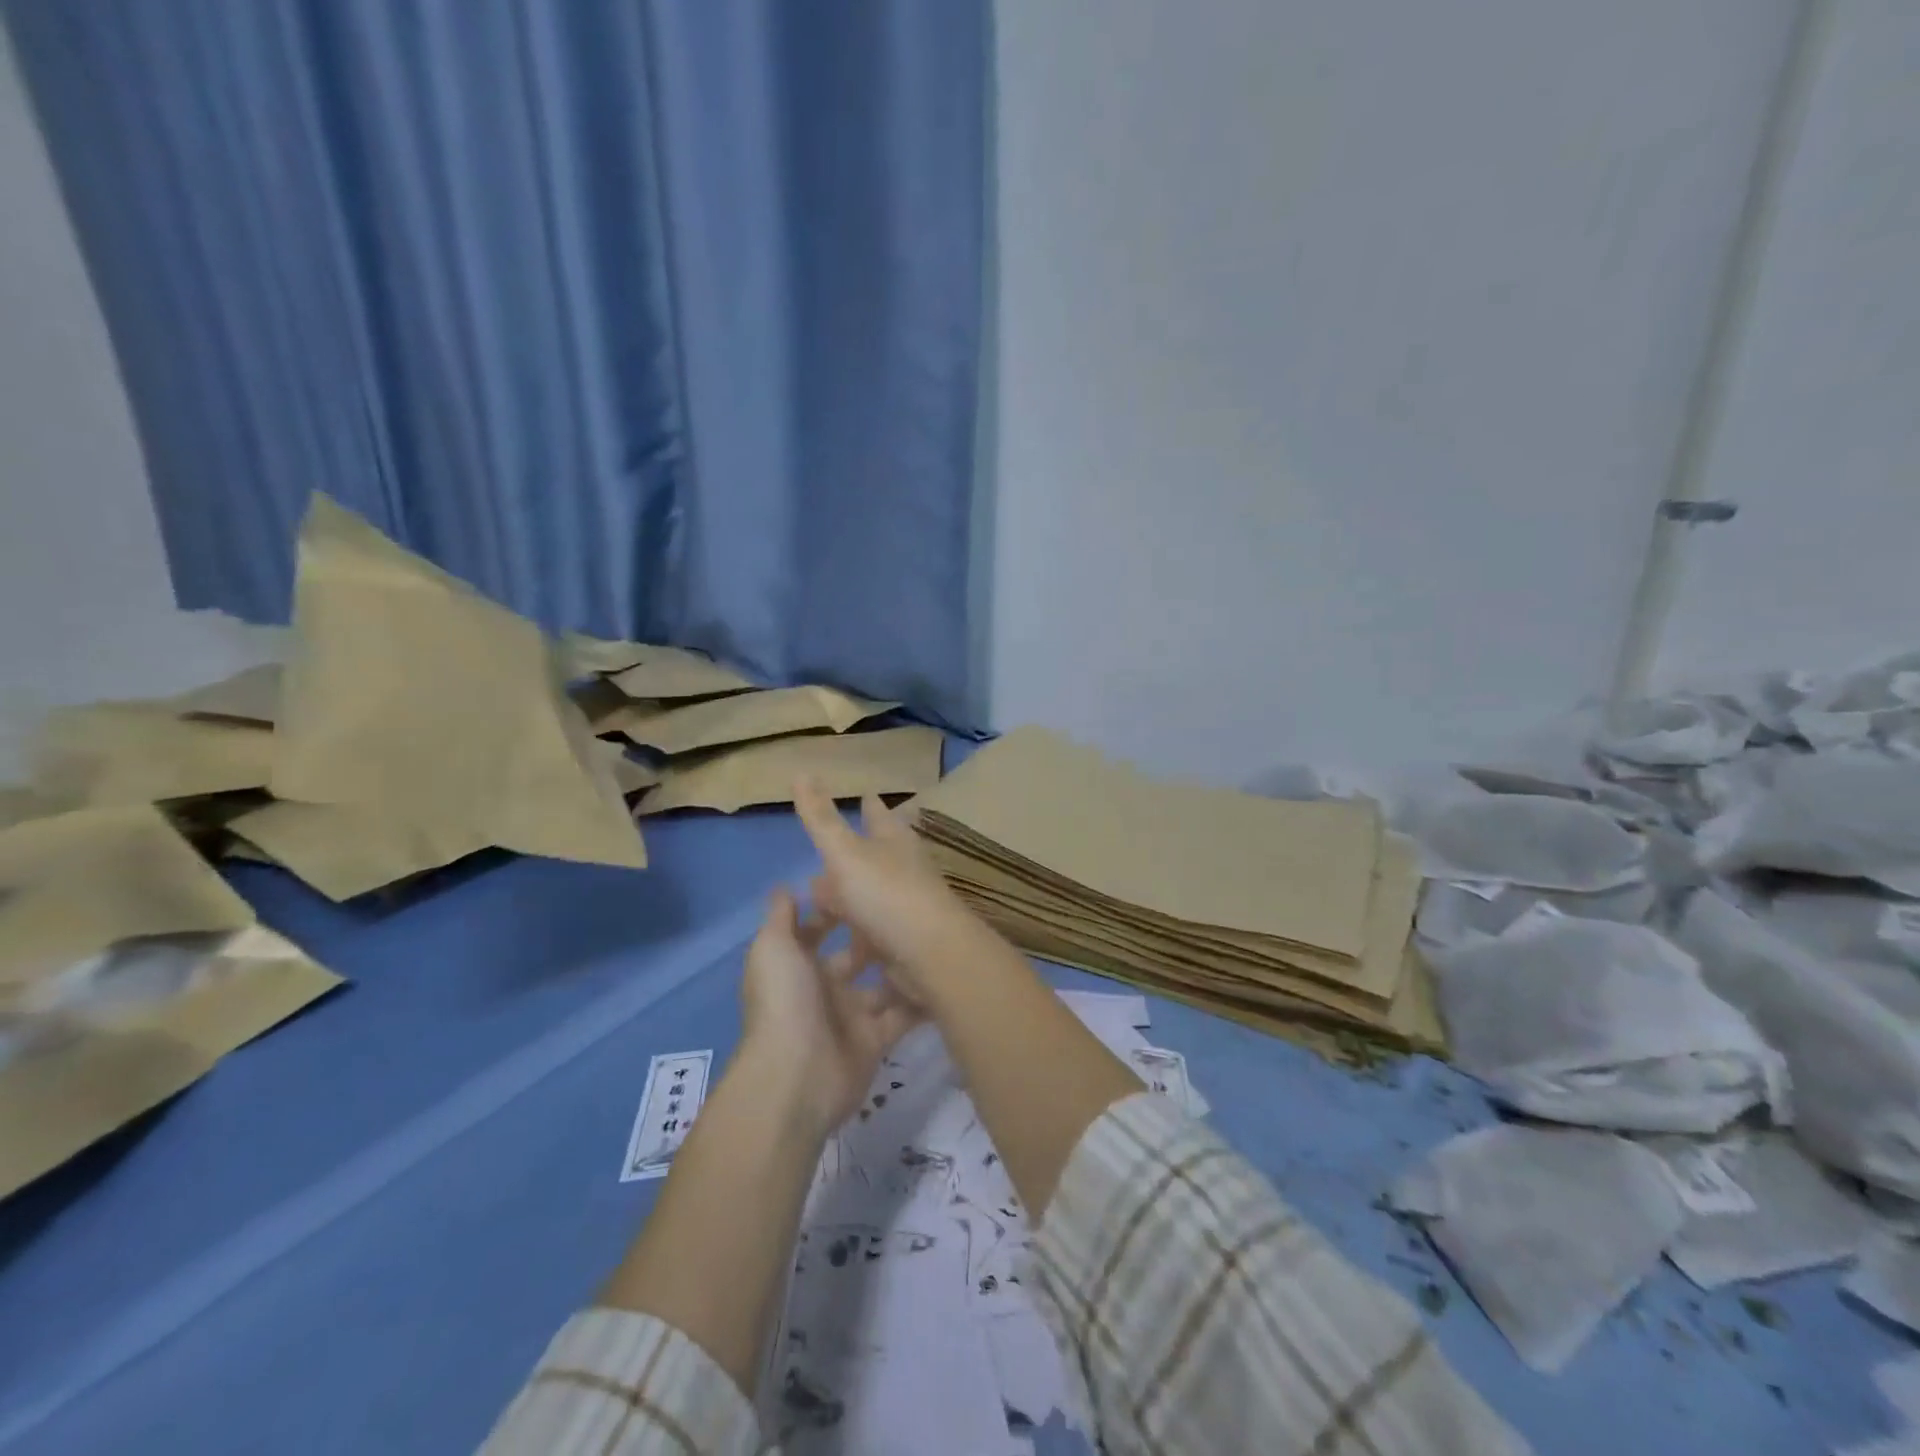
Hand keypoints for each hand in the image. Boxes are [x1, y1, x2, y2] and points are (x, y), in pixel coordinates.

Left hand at [738, 887, 920, 1134]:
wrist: (798, 1076)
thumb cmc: (785, 1001)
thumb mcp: (772, 948)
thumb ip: (781, 916)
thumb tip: (786, 885)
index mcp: (796, 966)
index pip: (816, 932)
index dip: (835, 911)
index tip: (866, 887)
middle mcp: (823, 988)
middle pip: (854, 958)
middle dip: (876, 938)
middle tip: (910, 912)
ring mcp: (850, 1016)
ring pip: (882, 986)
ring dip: (902, 967)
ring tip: (936, 939)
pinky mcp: (876, 1041)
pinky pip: (902, 1016)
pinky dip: (921, 1002)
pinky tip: (947, 978)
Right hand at [792, 778, 977, 1004]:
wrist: (930, 957)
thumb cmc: (887, 895)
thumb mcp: (846, 853)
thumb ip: (821, 818)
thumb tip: (800, 772)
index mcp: (894, 842)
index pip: (879, 815)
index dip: (870, 806)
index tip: (867, 794)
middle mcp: (903, 871)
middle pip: (873, 859)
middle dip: (851, 857)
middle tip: (825, 859)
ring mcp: (904, 909)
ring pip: (868, 900)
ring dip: (847, 905)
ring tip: (819, 911)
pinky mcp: (901, 944)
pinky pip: (869, 938)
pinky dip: (852, 941)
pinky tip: (835, 951)